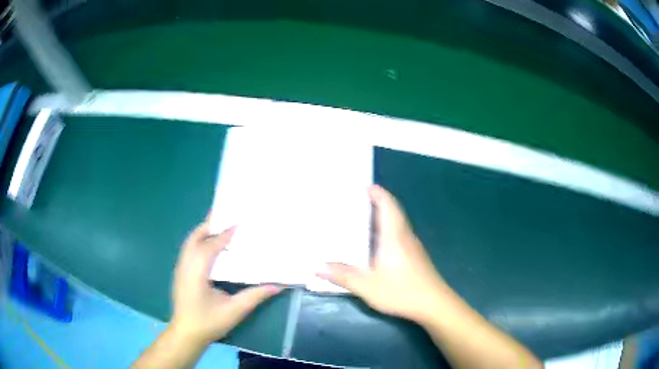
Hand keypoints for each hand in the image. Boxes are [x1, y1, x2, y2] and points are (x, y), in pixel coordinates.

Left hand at [170, 221, 280, 343]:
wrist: (186, 334)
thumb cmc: (209, 323)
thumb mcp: (234, 311)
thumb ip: (254, 296)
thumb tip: (277, 285)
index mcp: (197, 273)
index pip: (209, 247)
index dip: (224, 234)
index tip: (239, 224)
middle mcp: (185, 266)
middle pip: (194, 238)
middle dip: (209, 225)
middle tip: (227, 217)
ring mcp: (180, 269)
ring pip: (189, 242)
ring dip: (203, 232)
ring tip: (220, 227)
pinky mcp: (180, 273)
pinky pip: (189, 250)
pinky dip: (199, 241)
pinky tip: (211, 246)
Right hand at [318, 185, 450, 323]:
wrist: (434, 304)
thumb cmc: (402, 291)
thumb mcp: (368, 286)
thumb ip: (343, 275)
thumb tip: (318, 267)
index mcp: (394, 236)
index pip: (388, 205)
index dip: (378, 193)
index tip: (363, 187)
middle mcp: (405, 236)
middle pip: (393, 212)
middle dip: (376, 203)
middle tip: (355, 202)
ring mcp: (412, 246)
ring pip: (396, 224)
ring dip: (381, 218)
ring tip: (360, 221)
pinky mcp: (415, 256)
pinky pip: (399, 235)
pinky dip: (386, 231)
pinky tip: (375, 246)